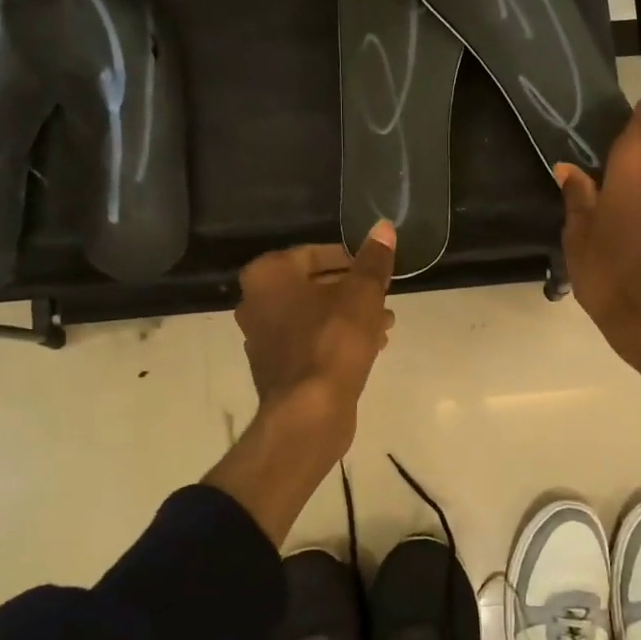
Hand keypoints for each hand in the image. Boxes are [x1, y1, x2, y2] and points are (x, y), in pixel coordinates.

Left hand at [234, 222, 396, 452]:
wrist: (310, 413)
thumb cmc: (334, 342)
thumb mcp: (363, 294)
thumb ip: (373, 260)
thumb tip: (384, 226)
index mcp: (268, 275)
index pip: (314, 253)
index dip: (351, 260)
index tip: (377, 271)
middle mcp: (255, 302)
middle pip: (313, 285)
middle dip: (352, 291)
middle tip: (384, 297)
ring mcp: (262, 338)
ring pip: (314, 316)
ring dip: (349, 316)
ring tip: (385, 325)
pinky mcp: (276, 368)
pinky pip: (310, 342)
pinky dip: (336, 340)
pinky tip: (370, 348)